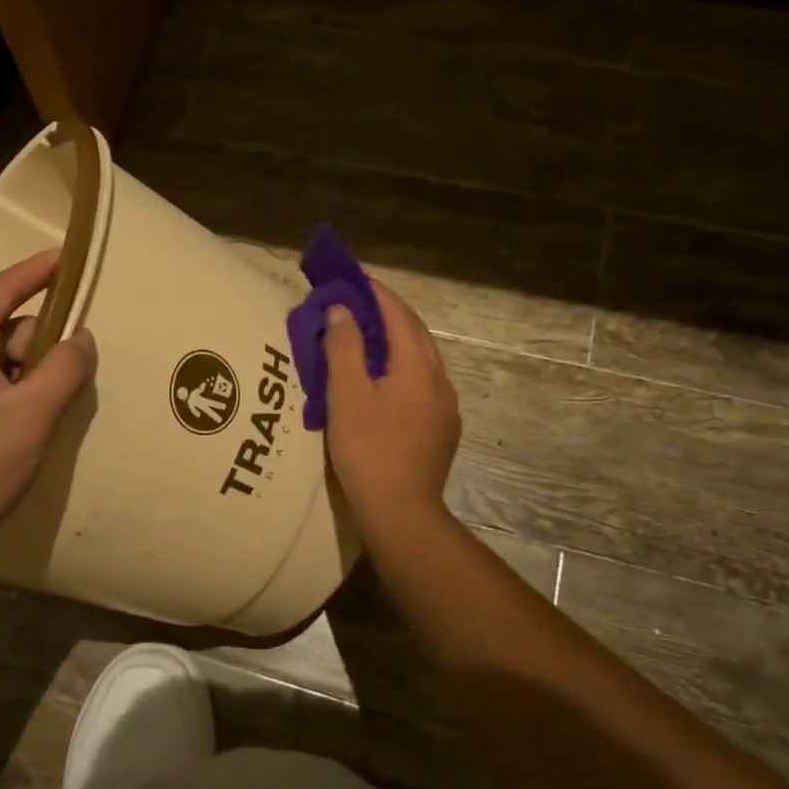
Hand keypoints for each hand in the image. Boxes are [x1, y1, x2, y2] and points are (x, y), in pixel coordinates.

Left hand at [0, 251, 96, 558]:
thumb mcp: (30, 416)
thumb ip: (63, 368)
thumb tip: (82, 337)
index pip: (1, 289)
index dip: (38, 272)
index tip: (69, 257)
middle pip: (1, 325)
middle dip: (37, 345)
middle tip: (62, 381)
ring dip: (26, 374)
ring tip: (45, 410)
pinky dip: (9, 390)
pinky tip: (25, 420)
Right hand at [323, 278, 460, 535]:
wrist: (400, 511)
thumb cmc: (367, 449)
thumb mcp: (346, 395)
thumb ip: (345, 347)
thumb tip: (342, 310)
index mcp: (417, 367)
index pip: (399, 315)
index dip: (377, 293)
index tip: (355, 278)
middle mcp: (439, 380)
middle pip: (415, 335)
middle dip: (389, 314)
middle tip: (359, 304)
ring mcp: (445, 407)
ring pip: (421, 361)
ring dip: (396, 343)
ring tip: (368, 340)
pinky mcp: (442, 430)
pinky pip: (422, 385)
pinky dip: (402, 369)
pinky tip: (384, 384)